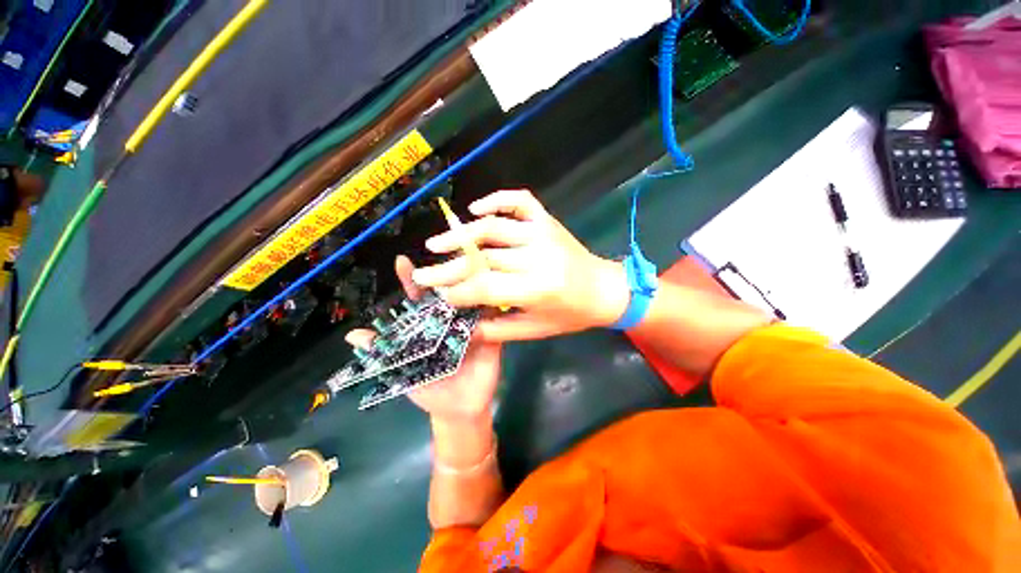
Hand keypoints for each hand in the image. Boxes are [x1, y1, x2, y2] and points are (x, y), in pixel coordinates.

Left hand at [345, 256, 501, 423]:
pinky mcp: (491, 335)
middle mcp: (451, 319)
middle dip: (446, 274)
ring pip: (472, 299)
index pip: (419, 299)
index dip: (410, 281)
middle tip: (444, 259)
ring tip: (470, 264)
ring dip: (472, 283)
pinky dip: (493, 304)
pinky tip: (495, 287)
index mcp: (429, 325)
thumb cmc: (429, 389)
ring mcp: (473, 325)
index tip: (402, 262)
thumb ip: (382, 352)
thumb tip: (352, 336)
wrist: (458, 410)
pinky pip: (494, 319)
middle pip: (448, 292)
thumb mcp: (402, 372)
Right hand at [411, 189, 629, 341]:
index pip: (485, 287)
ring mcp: (542, 232)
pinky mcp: (547, 220)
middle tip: (422, 273)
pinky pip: (519, 200)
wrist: (605, 289)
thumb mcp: (535, 330)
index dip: (457, 291)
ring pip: (493, 228)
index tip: (438, 295)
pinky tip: (474, 209)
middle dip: (448, 268)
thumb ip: (497, 330)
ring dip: (460, 234)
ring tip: (435, 244)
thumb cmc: (572, 315)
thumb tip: (463, 326)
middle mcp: (538, 256)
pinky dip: (496, 199)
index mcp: (537, 288)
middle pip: (483, 259)